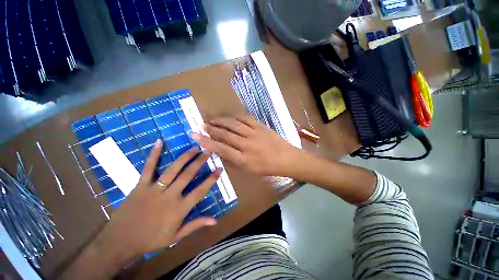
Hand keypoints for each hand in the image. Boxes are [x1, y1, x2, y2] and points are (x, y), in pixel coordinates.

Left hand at [97, 141, 220, 259]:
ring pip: (173, 169)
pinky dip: (154, 154)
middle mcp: (169, 196)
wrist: (119, 242)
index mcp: (179, 209)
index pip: (200, 191)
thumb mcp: (176, 236)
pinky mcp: (141, 185)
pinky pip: (148, 168)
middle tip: (208, 151)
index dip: (211, 179)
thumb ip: (195, 225)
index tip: (219, 168)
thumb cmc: (150, 240)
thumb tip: (215, 221)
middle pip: (188, 175)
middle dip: (200, 162)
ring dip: (185, 157)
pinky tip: (159, 142)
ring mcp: (154, 189)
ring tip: (194, 147)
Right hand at [191, 114, 299, 175]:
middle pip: (226, 135)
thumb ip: (233, 161)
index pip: (221, 149)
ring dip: (222, 121)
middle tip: (203, 125)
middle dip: (212, 129)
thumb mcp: (248, 170)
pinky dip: (237, 117)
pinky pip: (247, 119)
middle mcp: (247, 145)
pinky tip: (231, 117)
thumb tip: (220, 152)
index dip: (206, 142)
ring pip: (234, 125)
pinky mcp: (261, 127)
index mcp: (243, 159)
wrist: (286, 158)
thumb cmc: (267, 167)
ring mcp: (255, 134)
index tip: (195, 135)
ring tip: (213, 119)